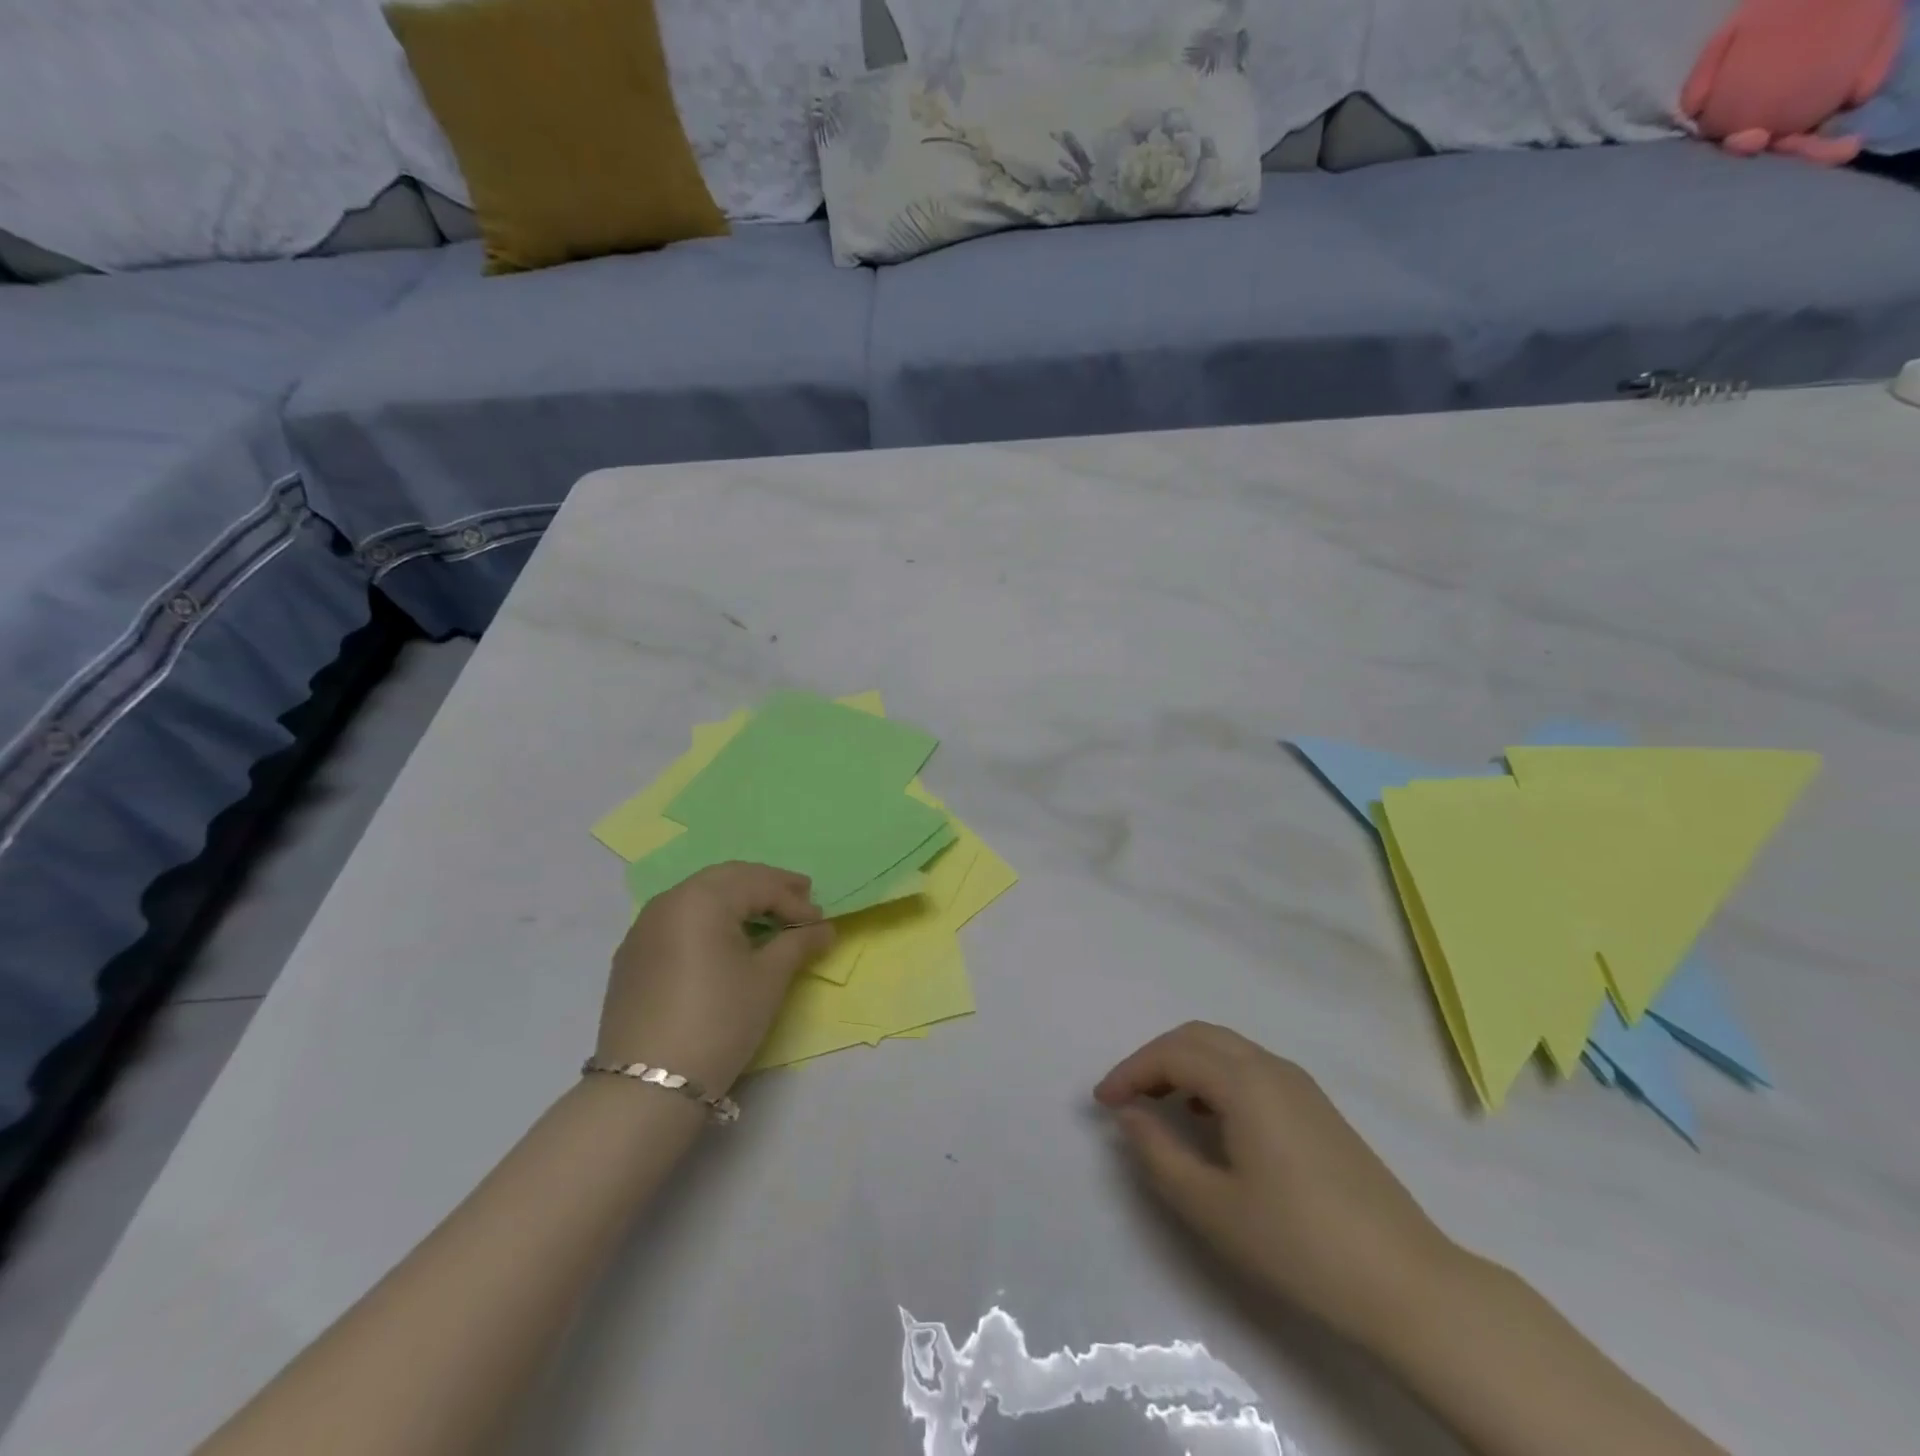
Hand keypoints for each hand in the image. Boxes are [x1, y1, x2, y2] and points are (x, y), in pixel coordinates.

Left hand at [598, 863, 834, 1092]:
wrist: (648, 1084)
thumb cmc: (719, 1020)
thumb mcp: (768, 979)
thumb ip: (798, 943)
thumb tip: (823, 928)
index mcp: (702, 898)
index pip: (758, 885)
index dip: (794, 900)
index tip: (820, 922)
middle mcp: (668, 901)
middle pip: (727, 879)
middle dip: (766, 886)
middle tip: (800, 898)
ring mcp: (643, 928)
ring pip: (699, 896)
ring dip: (737, 900)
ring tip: (767, 918)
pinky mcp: (632, 956)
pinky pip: (679, 920)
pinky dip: (709, 919)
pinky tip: (727, 941)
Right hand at [1095, 1022, 1457, 1345]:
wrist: (1407, 1283)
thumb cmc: (1299, 1244)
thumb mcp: (1212, 1207)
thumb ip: (1159, 1153)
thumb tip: (1130, 1115)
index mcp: (1245, 1082)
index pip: (1172, 1054)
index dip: (1130, 1071)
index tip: (1102, 1103)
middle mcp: (1271, 1068)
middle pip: (1199, 1036)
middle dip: (1155, 1058)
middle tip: (1128, 1097)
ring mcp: (1300, 1086)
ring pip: (1227, 1049)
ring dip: (1186, 1065)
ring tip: (1163, 1107)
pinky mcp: (1318, 1108)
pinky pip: (1252, 1069)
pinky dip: (1217, 1077)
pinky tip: (1212, 1121)